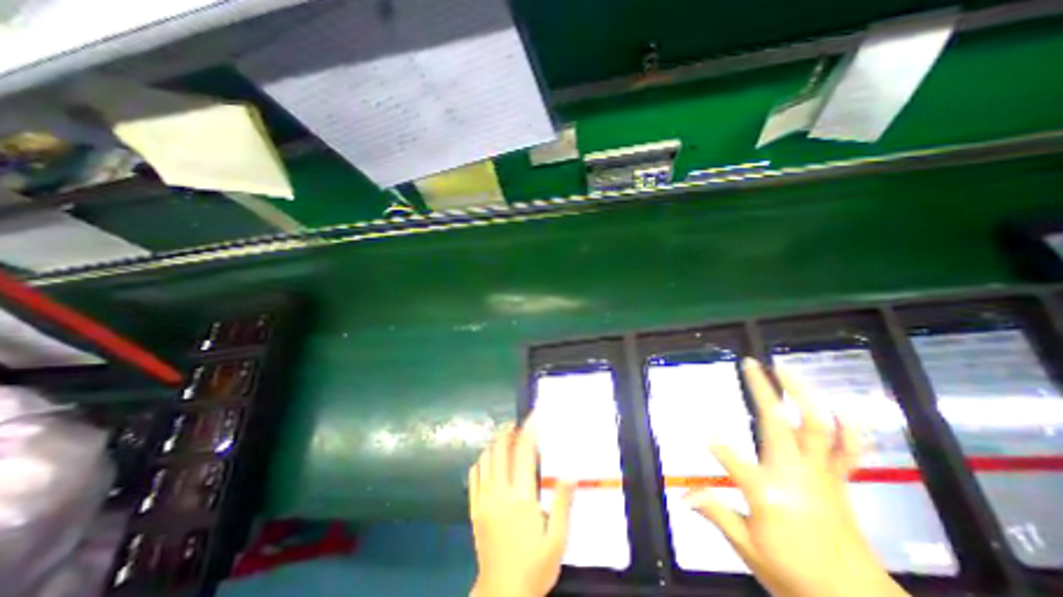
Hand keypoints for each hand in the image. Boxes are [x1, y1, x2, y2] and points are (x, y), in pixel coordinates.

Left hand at [469, 420, 578, 596]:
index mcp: (521, 498)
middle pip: (500, 450)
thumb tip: (570, 473)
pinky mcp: (474, 508)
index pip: (524, 453)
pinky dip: (481, 460)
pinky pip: (474, 475)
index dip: (529, 431)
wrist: (502, 595)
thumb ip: (562, 504)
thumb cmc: (534, 566)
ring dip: (495, 443)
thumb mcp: (557, 540)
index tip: (533, 416)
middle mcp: (499, 492)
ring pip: (485, 459)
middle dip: (508, 431)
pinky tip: (488, 459)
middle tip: (518, 423)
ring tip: (506, 436)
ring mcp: (483, 499)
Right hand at [685, 360, 909, 595]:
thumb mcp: (747, 547)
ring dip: (800, 394)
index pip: (732, 460)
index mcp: (768, 492)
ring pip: (815, 426)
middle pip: (775, 422)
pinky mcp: (838, 479)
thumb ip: (716, 513)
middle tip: (750, 364)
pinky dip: (847, 427)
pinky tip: (839, 406)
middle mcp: (794, 474)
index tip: (702, 428)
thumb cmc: (794, 575)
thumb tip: (682, 496)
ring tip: (785, 370)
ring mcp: (820, 474)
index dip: (717, 445)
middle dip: (761, 390)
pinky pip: (848, 449)